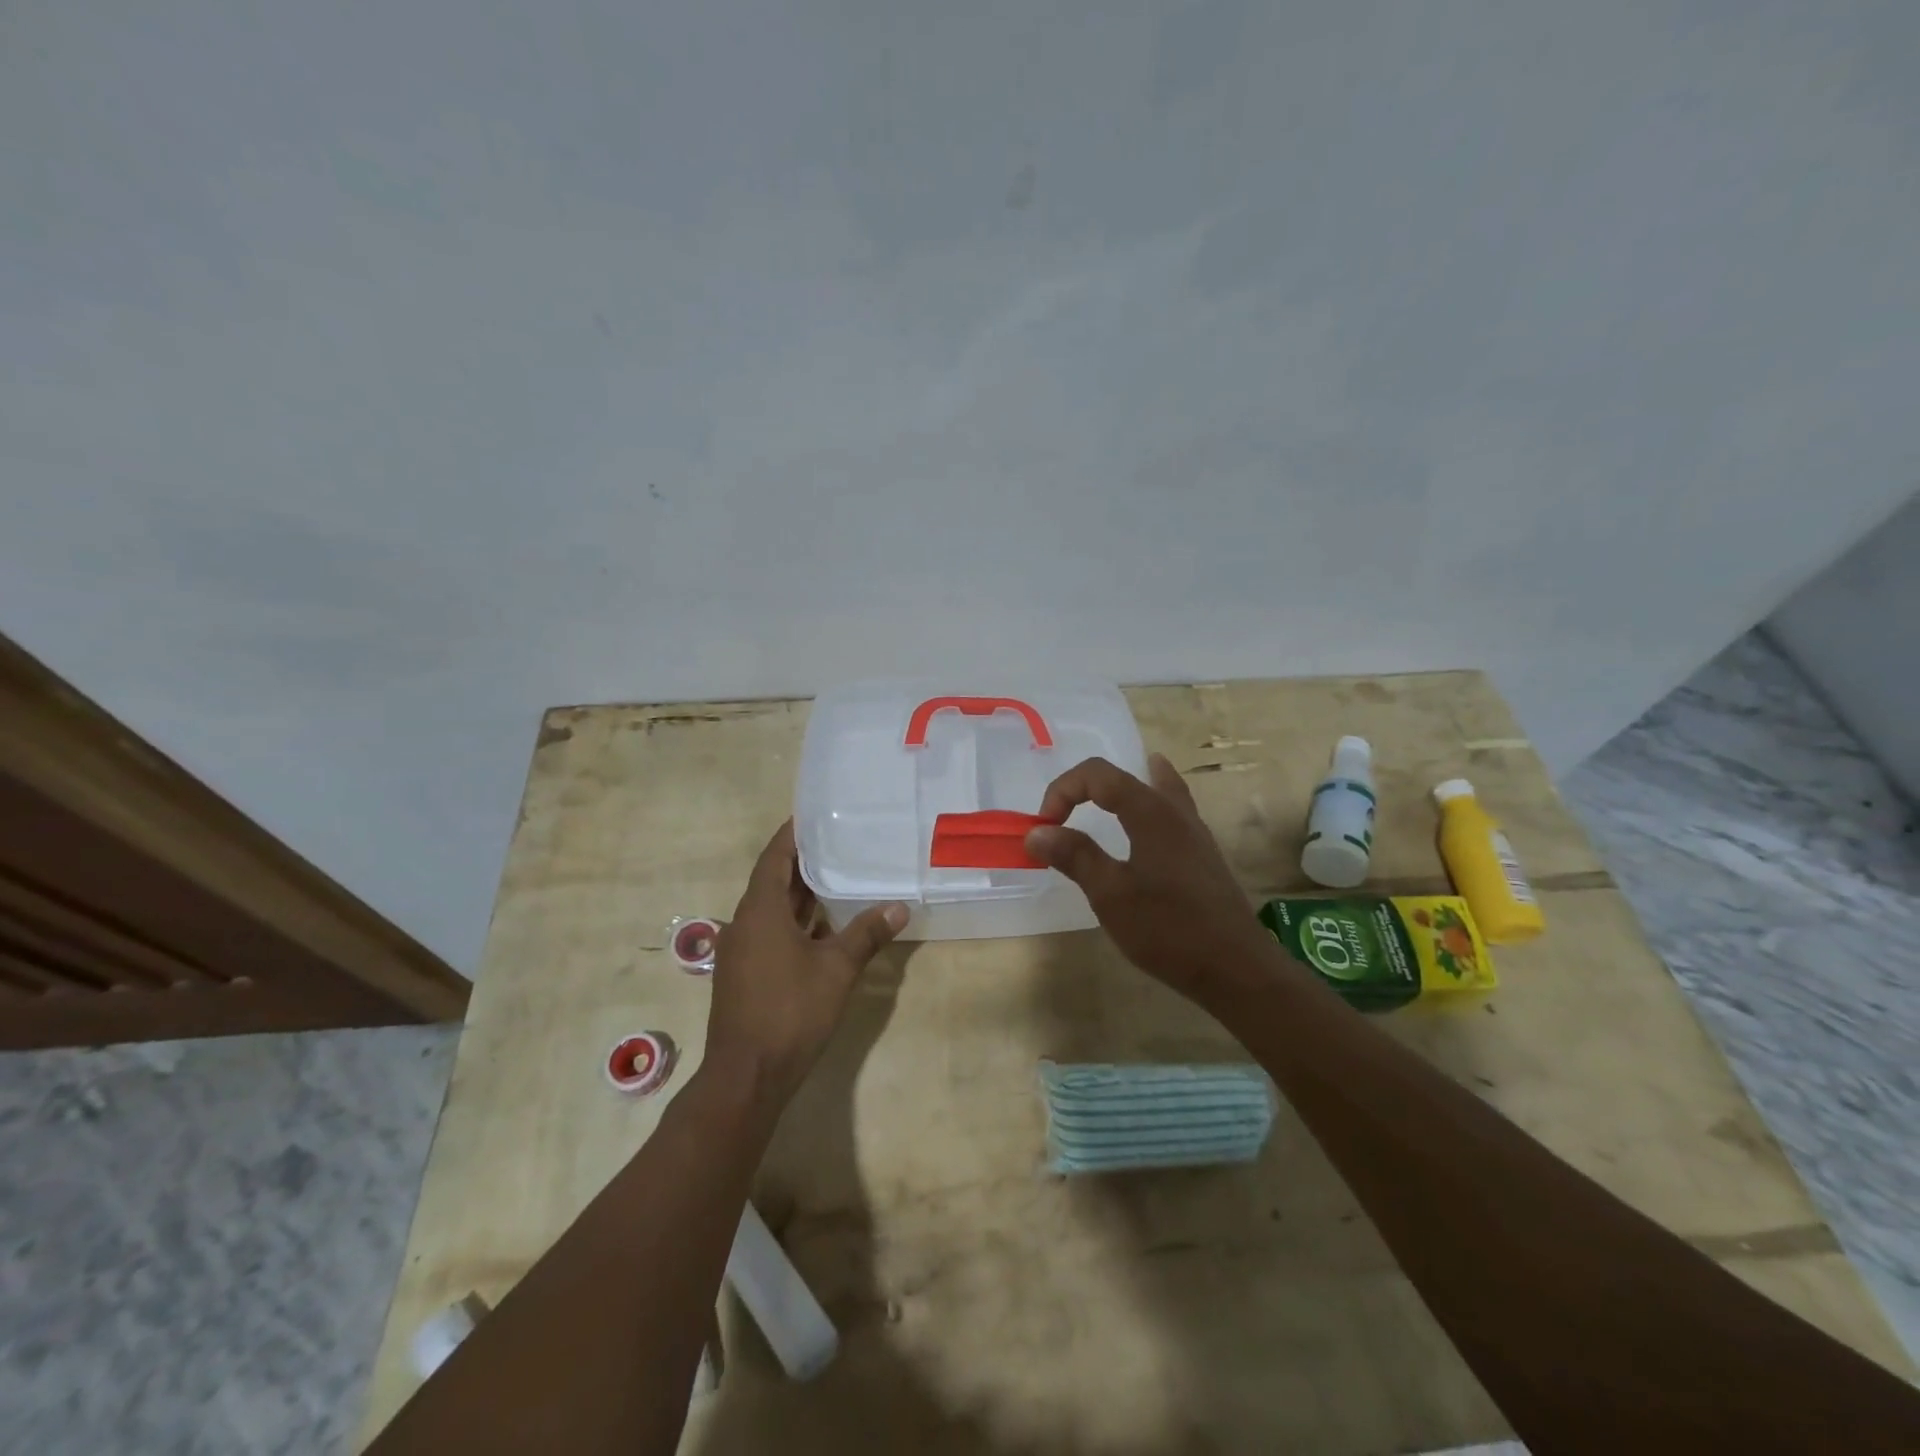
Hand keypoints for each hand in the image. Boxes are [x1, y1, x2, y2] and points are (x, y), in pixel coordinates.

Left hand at [706, 821, 907, 1110]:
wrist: (747, 1075)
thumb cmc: (790, 1011)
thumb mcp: (837, 968)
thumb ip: (867, 933)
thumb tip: (900, 907)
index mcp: (760, 910)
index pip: (774, 857)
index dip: (791, 835)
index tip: (813, 816)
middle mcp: (744, 923)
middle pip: (773, 881)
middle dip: (803, 863)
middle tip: (839, 843)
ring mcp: (741, 951)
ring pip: (772, 910)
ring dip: (800, 895)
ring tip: (838, 877)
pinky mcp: (744, 974)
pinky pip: (770, 933)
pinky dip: (796, 923)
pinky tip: (824, 928)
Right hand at [1025, 754, 1281, 1005]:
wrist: (1236, 968)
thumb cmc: (1168, 929)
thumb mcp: (1110, 894)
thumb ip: (1074, 855)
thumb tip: (1037, 832)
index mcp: (1150, 812)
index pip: (1097, 775)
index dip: (1063, 791)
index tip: (1045, 829)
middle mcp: (1175, 811)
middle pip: (1124, 777)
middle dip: (1084, 790)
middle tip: (1062, 818)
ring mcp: (1194, 832)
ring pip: (1155, 788)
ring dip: (1120, 791)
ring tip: (1102, 795)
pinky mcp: (1203, 855)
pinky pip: (1171, 810)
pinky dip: (1149, 802)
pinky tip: (1148, 821)